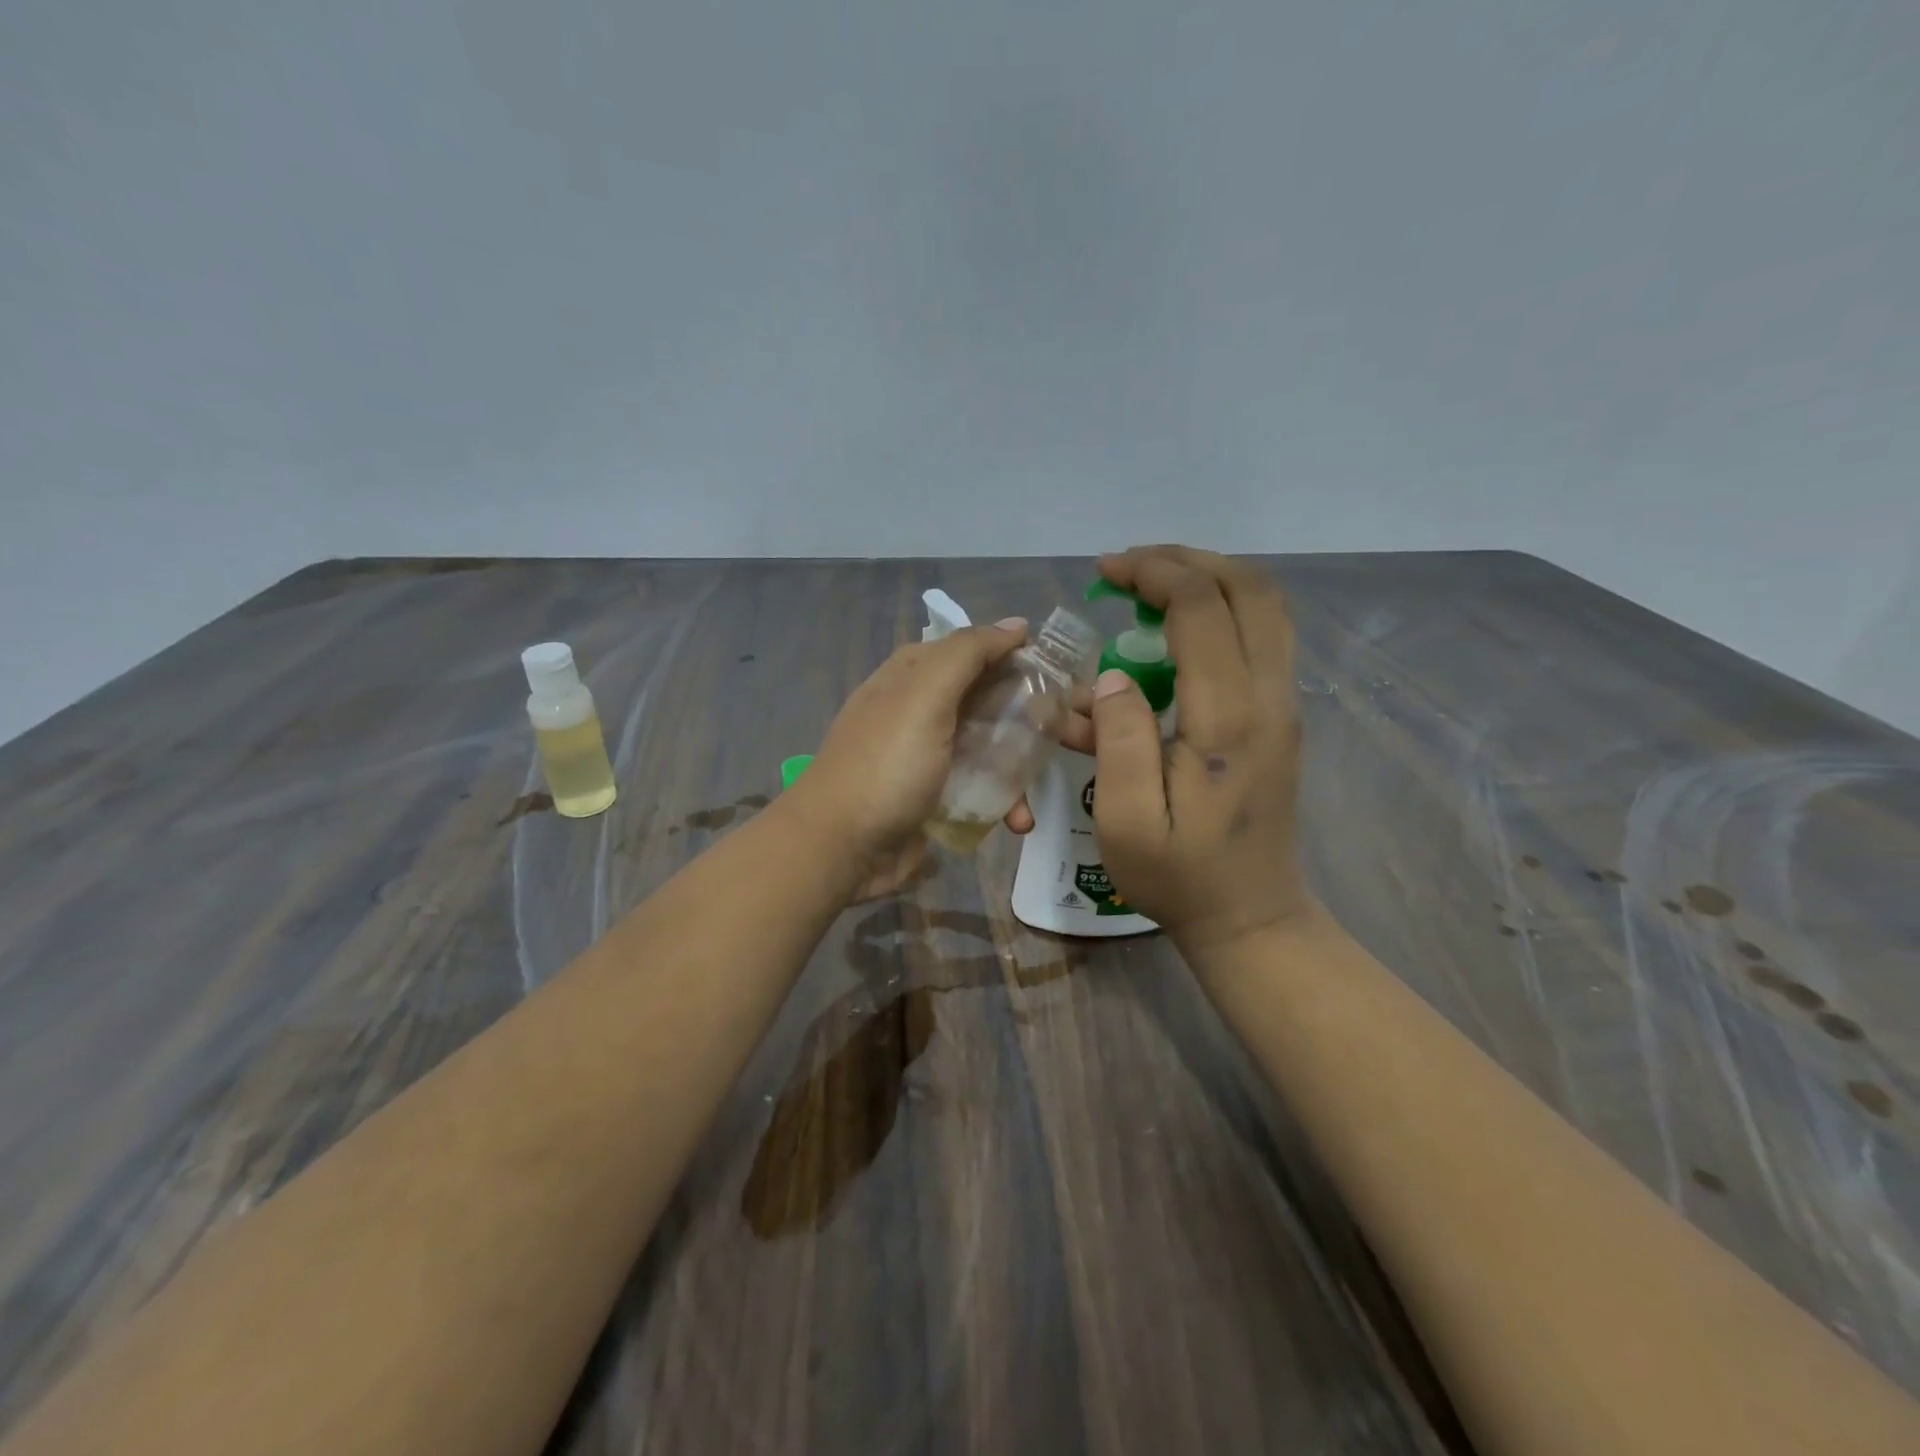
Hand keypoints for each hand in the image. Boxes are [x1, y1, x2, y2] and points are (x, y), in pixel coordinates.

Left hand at [791, 619, 1083, 899]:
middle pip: (985, 699)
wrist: (840, 849)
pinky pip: (979, 792)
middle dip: (1026, 713)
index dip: (1012, 654)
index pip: (970, 649)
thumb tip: (1016, 624)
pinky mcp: (935, 800)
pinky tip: (1020, 821)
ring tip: (1043, 782)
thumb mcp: (924, 697)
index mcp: (912, 676)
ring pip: (987, 748)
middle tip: (1068, 728)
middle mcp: (920, 711)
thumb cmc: (885, 766)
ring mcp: (928, 758)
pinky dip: (1002, 804)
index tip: (1059, 670)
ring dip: (1018, 766)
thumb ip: (967, 654)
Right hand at [1086, 546, 1310, 953]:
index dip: (1152, 574)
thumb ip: (1118, 740)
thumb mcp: (1126, 822)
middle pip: (1248, 588)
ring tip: (1150, 585)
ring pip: (1264, 606)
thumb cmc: (1179, 876)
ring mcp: (1284, 704)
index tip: (1104, 572)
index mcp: (1229, 717)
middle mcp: (1270, 696)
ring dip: (1209, 579)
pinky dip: (1221, 610)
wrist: (1251, 916)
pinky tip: (1175, 628)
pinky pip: (1263, 636)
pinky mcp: (1281, 716)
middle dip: (1185, 561)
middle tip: (1129, 569)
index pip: (1201, 608)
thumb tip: (1110, 677)